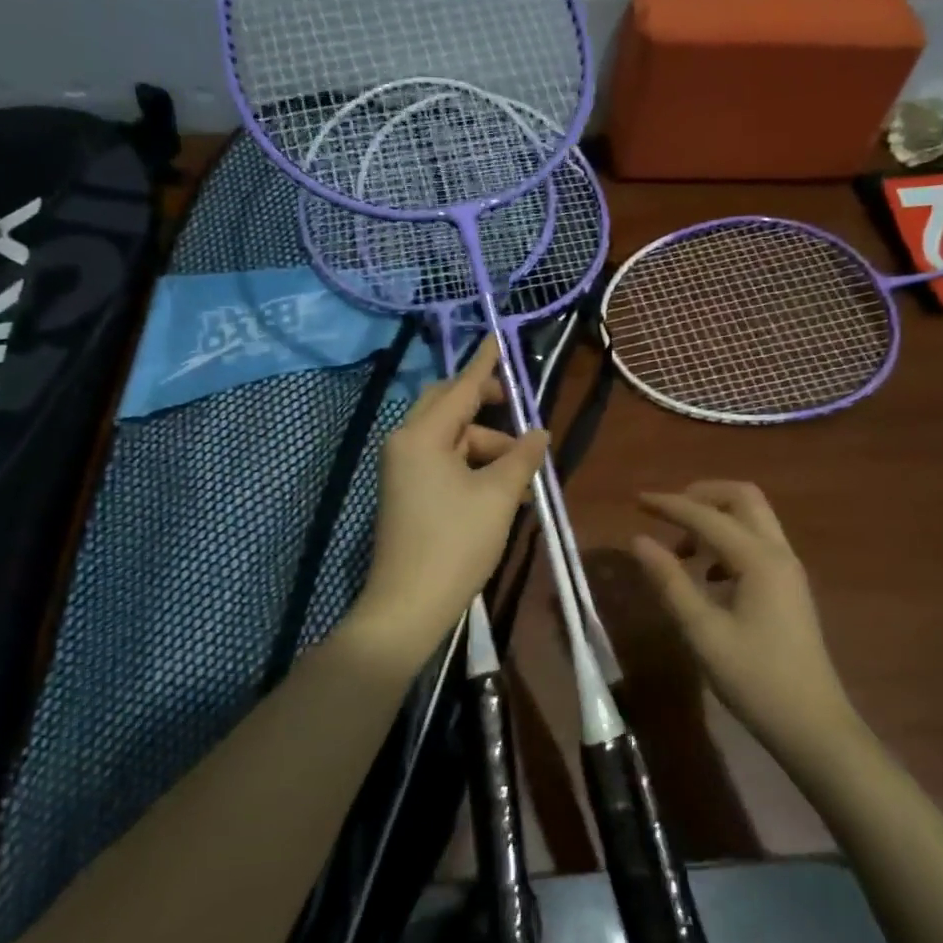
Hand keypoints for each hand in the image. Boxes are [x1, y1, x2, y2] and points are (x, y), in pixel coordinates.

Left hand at [347, 338, 548, 670]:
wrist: (409, 605)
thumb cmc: (456, 543)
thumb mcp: (499, 496)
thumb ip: (522, 457)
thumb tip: (539, 433)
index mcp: (422, 436)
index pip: (461, 388)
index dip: (485, 364)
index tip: (497, 337)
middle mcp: (406, 443)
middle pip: (450, 409)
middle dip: (487, 409)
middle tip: (519, 414)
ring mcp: (403, 470)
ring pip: (451, 440)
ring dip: (488, 449)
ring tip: (524, 480)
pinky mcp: (407, 493)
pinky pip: (443, 464)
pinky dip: (473, 469)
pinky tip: (504, 492)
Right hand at [632, 482, 850, 750]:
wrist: (813, 726)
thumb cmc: (755, 679)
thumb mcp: (703, 632)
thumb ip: (670, 581)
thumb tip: (639, 540)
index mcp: (759, 559)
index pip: (707, 516)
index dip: (669, 505)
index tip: (637, 500)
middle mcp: (778, 553)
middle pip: (742, 498)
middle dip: (701, 496)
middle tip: (667, 514)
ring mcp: (788, 570)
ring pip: (752, 519)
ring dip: (715, 519)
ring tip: (680, 551)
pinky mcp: (788, 587)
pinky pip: (756, 543)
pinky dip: (727, 542)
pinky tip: (707, 576)